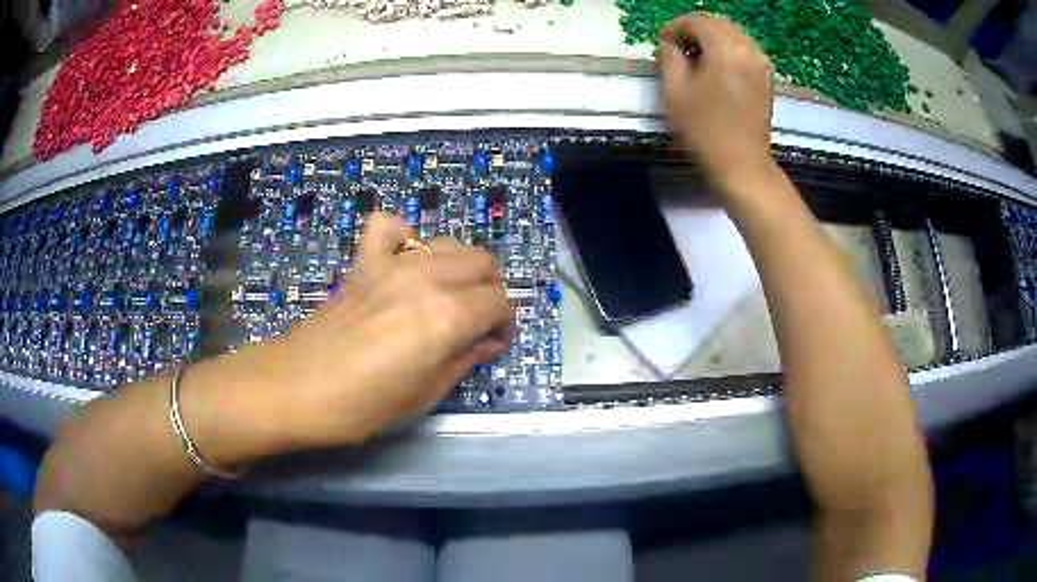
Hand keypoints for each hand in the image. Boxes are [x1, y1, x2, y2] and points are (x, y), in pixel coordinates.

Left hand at [267, 212, 512, 447]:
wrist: (298, 387)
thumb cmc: (364, 405)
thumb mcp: (425, 394)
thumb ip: (464, 360)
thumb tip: (486, 341)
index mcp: (448, 317)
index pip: (498, 302)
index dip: (503, 323)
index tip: (491, 342)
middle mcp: (427, 279)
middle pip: (482, 262)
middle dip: (489, 290)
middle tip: (474, 319)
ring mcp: (393, 264)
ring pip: (448, 242)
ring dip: (458, 266)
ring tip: (445, 294)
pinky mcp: (364, 261)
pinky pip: (390, 226)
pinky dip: (403, 236)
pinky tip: (402, 261)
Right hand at [659, 13, 775, 186]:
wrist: (742, 165)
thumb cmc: (704, 132)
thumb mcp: (674, 93)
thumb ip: (669, 58)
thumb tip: (671, 43)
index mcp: (725, 50)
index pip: (697, 21)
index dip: (675, 27)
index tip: (662, 42)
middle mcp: (748, 50)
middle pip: (718, 22)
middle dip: (695, 28)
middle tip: (678, 46)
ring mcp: (761, 63)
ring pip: (733, 33)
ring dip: (712, 38)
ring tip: (696, 57)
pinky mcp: (767, 76)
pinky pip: (745, 48)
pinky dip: (728, 48)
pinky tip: (716, 66)